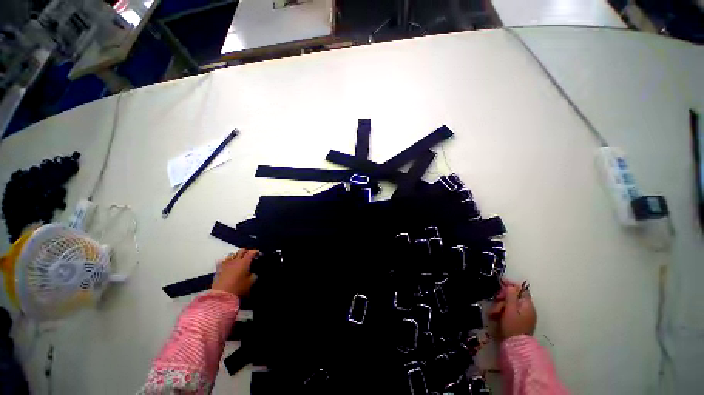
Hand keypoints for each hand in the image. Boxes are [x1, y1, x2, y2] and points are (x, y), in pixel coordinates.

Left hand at [211, 249, 258, 295]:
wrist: (221, 296)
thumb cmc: (238, 288)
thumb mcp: (251, 282)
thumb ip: (254, 275)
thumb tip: (252, 273)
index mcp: (244, 262)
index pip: (251, 252)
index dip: (256, 252)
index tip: (259, 254)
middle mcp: (235, 260)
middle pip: (241, 251)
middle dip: (247, 251)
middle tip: (250, 256)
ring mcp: (226, 264)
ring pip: (232, 254)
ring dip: (237, 255)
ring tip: (239, 260)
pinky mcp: (218, 269)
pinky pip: (223, 261)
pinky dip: (227, 261)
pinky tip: (229, 265)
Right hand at [488, 279, 536, 340]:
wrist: (516, 345)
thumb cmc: (513, 326)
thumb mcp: (510, 309)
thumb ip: (511, 296)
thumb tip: (511, 286)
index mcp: (527, 305)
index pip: (521, 290)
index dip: (511, 285)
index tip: (500, 283)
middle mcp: (527, 309)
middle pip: (513, 297)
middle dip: (502, 298)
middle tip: (495, 301)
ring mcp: (523, 316)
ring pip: (509, 305)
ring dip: (500, 306)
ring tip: (493, 313)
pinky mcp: (518, 321)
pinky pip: (510, 312)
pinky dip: (502, 312)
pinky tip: (495, 316)